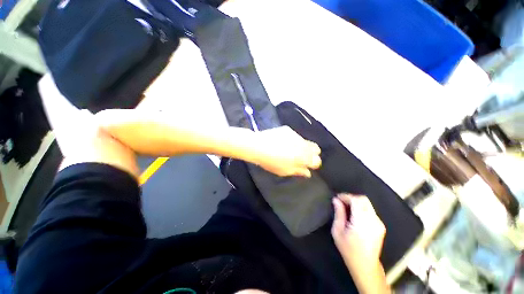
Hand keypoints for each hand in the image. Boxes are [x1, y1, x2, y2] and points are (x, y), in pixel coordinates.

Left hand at [251, 126, 321, 176]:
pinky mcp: (288, 129)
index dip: (313, 164)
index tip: (306, 165)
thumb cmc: (271, 162)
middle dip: (312, 154)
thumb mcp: (284, 171)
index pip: (317, 161)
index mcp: (303, 157)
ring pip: (305, 141)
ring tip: (289, 149)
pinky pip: (295, 136)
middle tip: (301, 157)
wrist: (258, 146)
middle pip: (316, 148)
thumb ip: (298, 171)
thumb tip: (307, 172)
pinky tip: (281, 142)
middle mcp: (303, 145)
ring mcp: (296, 135)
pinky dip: (292, 140)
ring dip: (301, 147)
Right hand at [332, 194, 389, 293]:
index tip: (337, 198)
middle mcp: (373, 220)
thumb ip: (338, 213)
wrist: (365, 266)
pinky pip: (370, 210)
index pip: (356, 200)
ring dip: (356, 202)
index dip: (346, 196)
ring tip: (346, 209)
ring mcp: (379, 223)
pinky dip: (361, 208)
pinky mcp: (380, 225)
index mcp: (362, 222)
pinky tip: (354, 215)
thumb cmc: (349, 249)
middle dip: (351, 197)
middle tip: (341, 202)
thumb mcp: (338, 231)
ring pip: (367, 204)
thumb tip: (336, 200)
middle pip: (363, 199)